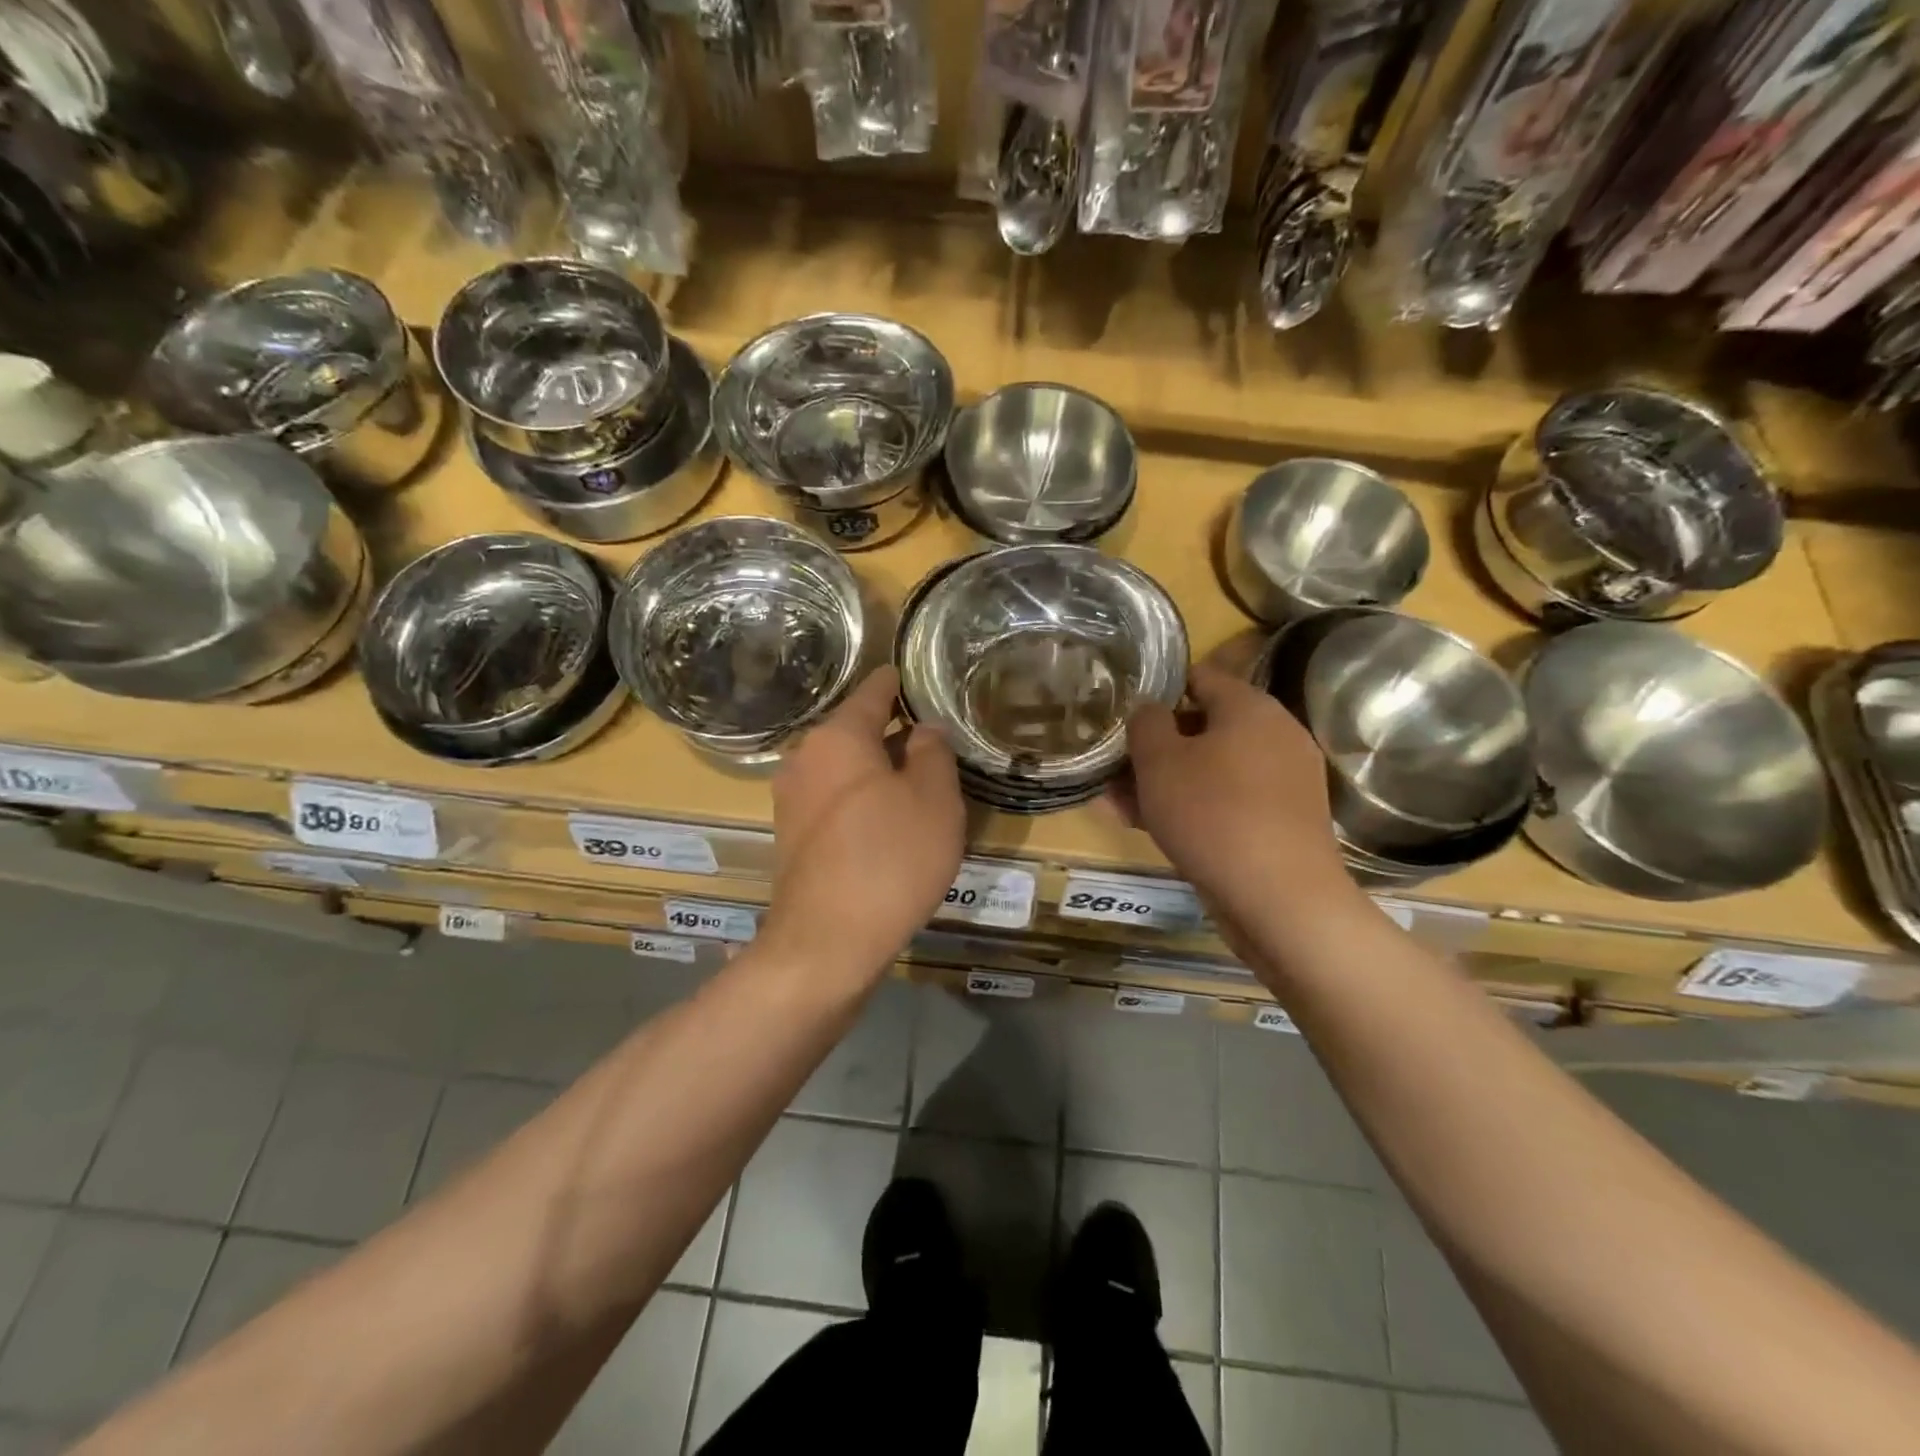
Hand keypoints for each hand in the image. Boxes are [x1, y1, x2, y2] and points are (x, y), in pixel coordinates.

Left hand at [759, 666, 965, 986]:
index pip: (874, 691)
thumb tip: (923, 729)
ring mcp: (791, 798)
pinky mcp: (791, 835)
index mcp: (838, 737)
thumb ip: (933, 753)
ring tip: (918, 782)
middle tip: (934, 741)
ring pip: (844, 767)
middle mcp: (805, 757)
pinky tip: (888, 820)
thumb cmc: (891, 859)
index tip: (920, 679)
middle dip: (893, 732)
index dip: (900, 682)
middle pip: (856, 730)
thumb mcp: (935, 801)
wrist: (827, 943)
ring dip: (877, 769)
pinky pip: (833, 798)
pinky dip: (860, 798)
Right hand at [1121, 663, 1358, 932]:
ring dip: (1165, 782)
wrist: (1281, 899)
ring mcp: (1283, 781)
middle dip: (1155, 747)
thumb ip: (1145, 723)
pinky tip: (1150, 828)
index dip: (1157, 690)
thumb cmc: (1212, 814)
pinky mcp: (1282, 821)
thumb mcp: (1159, 761)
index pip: (1199, 677)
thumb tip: (1150, 710)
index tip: (1123, 713)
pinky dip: (1192, 807)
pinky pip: (1227, 801)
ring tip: (1117, 803)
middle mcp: (1276, 735)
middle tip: (1114, 766)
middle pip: (1203, 727)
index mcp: (1251, 707)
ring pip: (1210, 769)